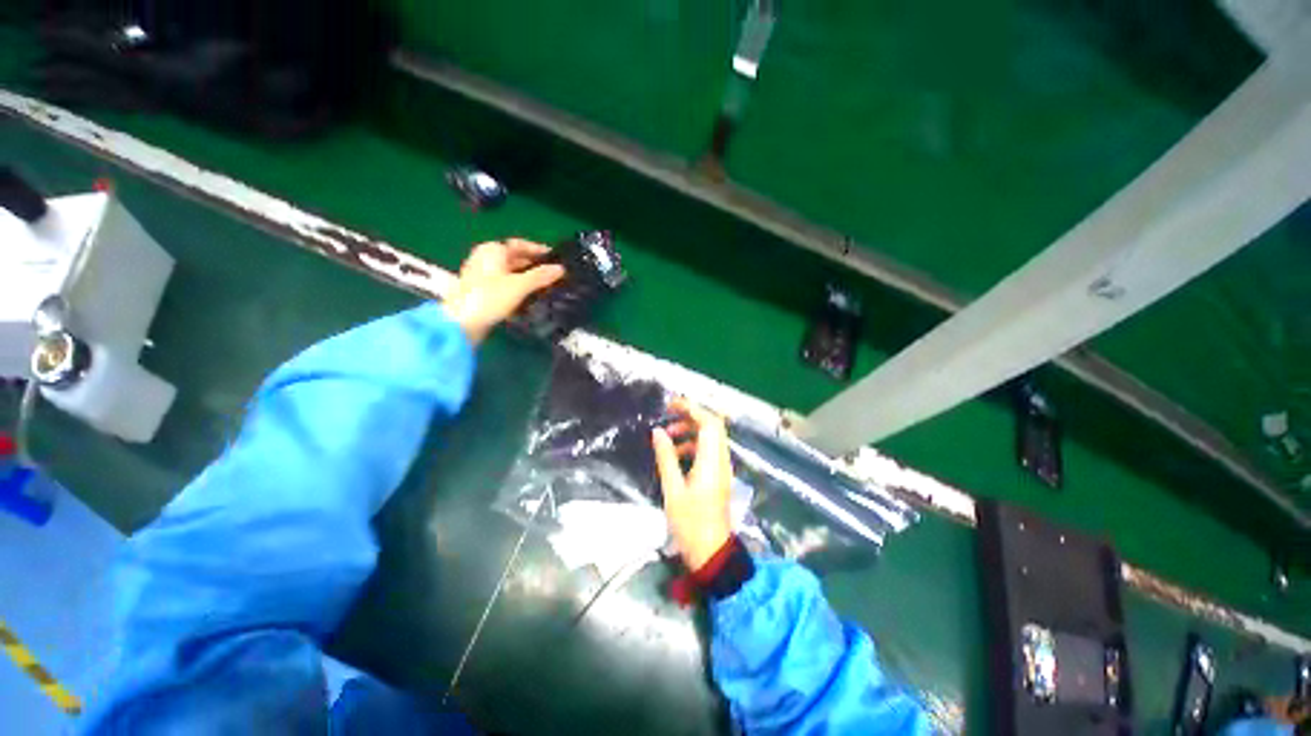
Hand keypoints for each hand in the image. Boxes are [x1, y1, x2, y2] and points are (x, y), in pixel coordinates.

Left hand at [444, 239, 566, 343]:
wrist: (461, 323)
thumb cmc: (489, 298)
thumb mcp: (520, 285)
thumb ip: (541, 276)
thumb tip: (561, 269)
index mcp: (492, 250)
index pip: (520, 244)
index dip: (538, 250)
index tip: (555, 258)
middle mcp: (485, 258)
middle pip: (514, 258)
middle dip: (534, 266)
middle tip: (553, 275)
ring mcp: (481, 276)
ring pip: (509, 273)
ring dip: (527, 278)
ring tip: (546, 287)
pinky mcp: (481, 292)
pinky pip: (504, 285)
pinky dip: (517, 288)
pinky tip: (529, 298)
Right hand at [652, 399, 732, 570]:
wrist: (711, 552)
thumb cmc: (690, 523)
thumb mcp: (673, 490)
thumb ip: (666, 457)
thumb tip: (658, 432)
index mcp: (712, 461)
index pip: (709, 423)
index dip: (693, 408)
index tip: (672, 404)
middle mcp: (721, 460)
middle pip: (713, 427)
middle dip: (691, 416)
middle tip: (668, 416)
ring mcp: (722, 468)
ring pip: (710, 438)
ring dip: (691, 431)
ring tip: (667, 436)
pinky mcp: (718, 476)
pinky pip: (708, 450)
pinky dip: (693, 445)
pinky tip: (676, 455)